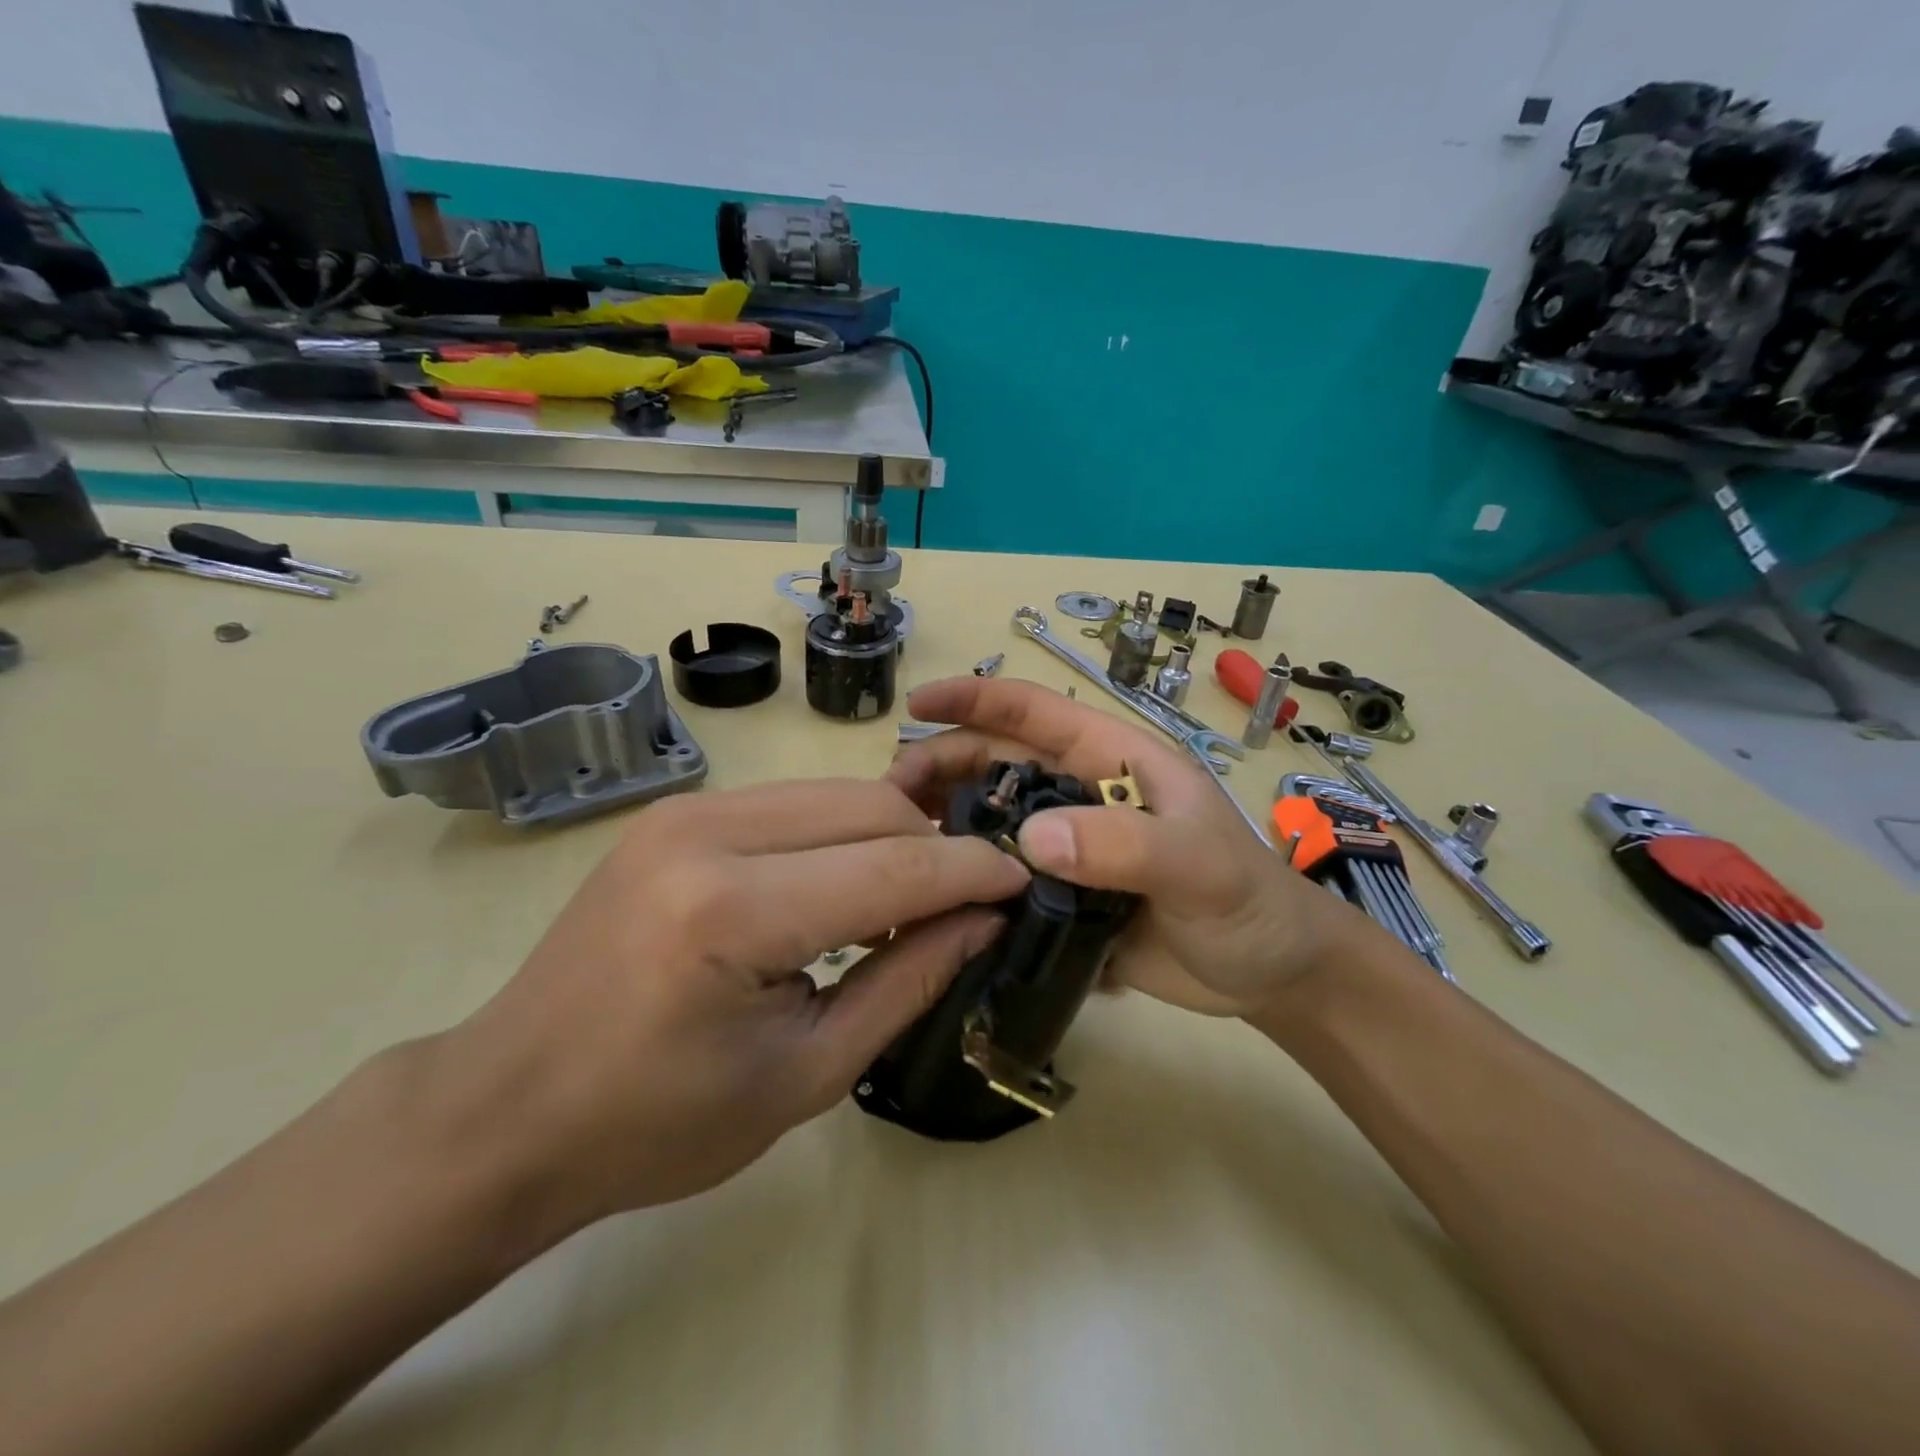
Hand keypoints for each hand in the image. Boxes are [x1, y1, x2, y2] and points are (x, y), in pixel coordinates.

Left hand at [442, 779, 1029, 1229]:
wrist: (509, 1107)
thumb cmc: (656, 1123)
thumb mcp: (806, 1073)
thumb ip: (908, 982)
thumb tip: (983, 920)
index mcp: (732, 913)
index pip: (894, 866)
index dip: (971, 872)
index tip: (1021, 882)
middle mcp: (708, 834)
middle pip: (870, 807)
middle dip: (934, 849)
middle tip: (961, 906)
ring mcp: (686, 811)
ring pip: (836, 792)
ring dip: (889, 837)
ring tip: (905, 901)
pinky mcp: (677, 812)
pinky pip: (793, 803)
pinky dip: (840, 834)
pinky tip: (842, 887)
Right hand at [887, 677, 1384, 1019]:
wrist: (1272, 974)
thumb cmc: (1250, 902)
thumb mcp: (1200, 865)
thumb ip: (1127, 846)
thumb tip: (1029, 841)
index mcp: (1115, 761)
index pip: (1036, 713)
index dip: (976, 698)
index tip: (917, 704)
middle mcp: (1083, 794)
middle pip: (998, 762)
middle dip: (942, 765)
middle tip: (889, 798)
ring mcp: (1072, 846)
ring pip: (993, 819)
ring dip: (945, 821)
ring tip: (899, 842)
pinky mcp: (1064, 896)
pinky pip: (1004, 877)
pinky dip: (968, 877)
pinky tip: (932, 896)